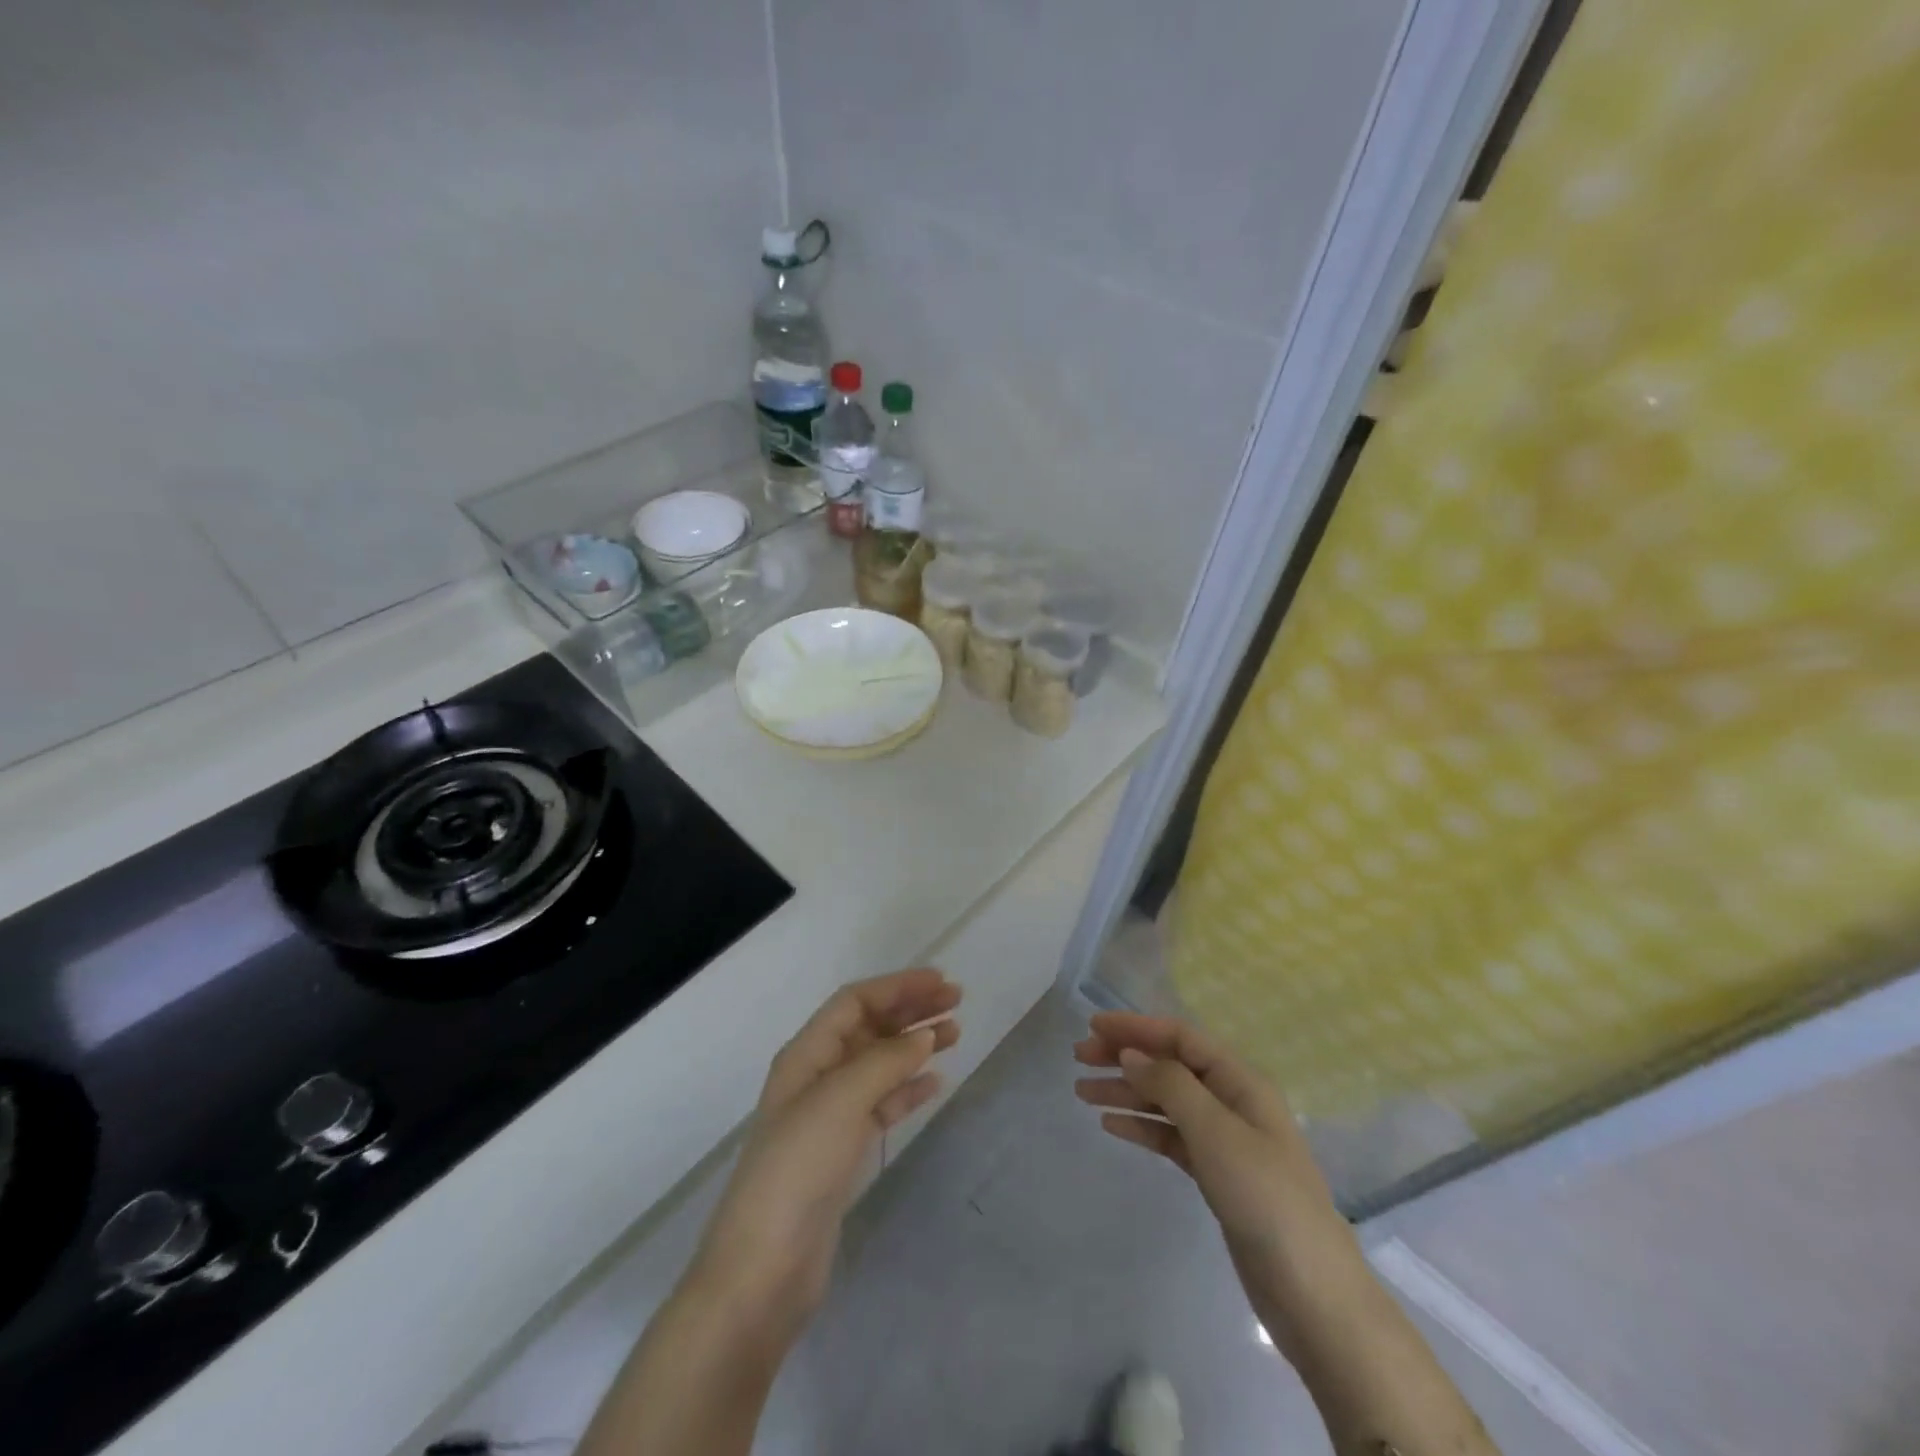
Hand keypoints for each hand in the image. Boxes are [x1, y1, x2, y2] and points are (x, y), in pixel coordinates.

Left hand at [687, 968, 961, 1347]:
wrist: (763, 1271)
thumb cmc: (797, 1170)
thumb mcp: (840, 1101)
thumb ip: (885, 1062)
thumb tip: (925, 1036)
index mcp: (806, 1054)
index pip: (855, 1001)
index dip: (897, 986)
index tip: (941, 982)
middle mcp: (816, 1076)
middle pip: (868, 1028)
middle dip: (910, 1010)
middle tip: (957, 1003)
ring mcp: (829, 1116)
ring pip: (879, 1064)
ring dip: (914, 1045)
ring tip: (955, 1034)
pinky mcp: (842, 1152)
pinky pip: (881, 1104)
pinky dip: (908, 1089)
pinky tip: (934, 1082)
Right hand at [1074, 1013, 1359, 1351]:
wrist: (1312, 1295)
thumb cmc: (1265, 1198)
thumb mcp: (1216, 1133)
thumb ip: (1171, 1085)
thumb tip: (1131, 1053)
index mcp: (1241, 1081)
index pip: (1181, 1037)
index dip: (1137, 1027)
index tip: (1093, 1027)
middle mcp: (1232, 1101)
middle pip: (1170, 1065)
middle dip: (1125, 1057)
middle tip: (1078, 1059)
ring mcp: (1224, 1140)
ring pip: (1166, 1101)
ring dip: (1126, 1092)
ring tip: (1082, 1092)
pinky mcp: (1217, 1174)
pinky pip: (1171, 1136)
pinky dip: (1141, 1126)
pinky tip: (1110, 1125)